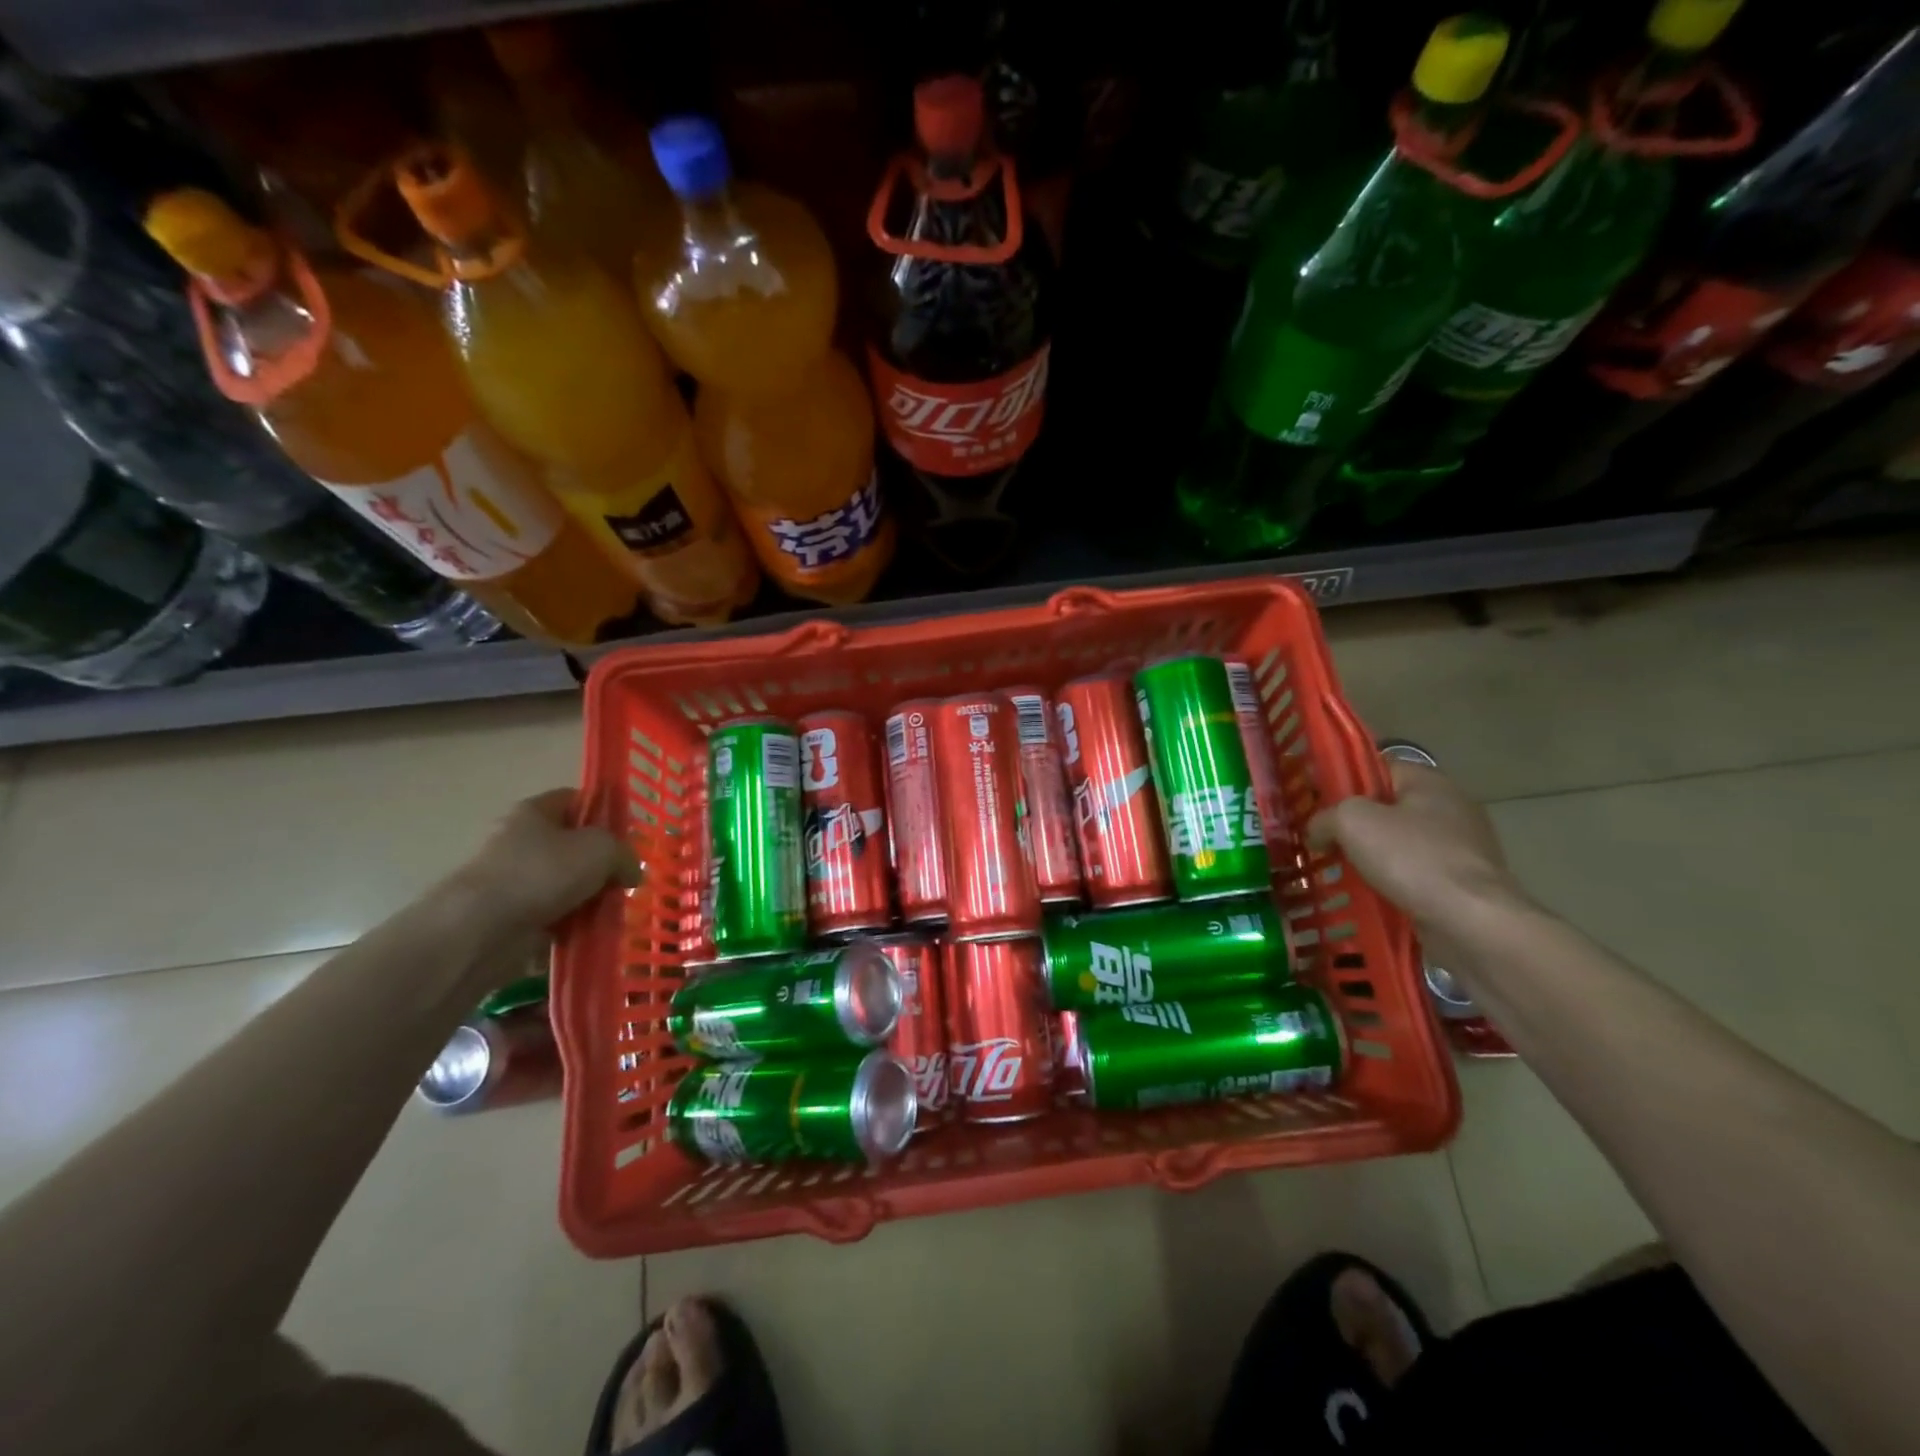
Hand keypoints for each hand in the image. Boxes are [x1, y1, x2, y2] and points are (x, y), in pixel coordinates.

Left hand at [453, 789, 635, 933]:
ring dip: (590, 898)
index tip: (629, 837)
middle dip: (602, 865)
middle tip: (626, 880)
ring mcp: (514, 880)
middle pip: (574, 846)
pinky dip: (572, 925)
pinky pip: (553, 916)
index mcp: (535, 811)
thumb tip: (632, 872)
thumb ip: (625, 854)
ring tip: (614, 911)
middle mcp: (521, 840)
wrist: (479, 931)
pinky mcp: (510, 917)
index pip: (577, 799)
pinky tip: (592, 933)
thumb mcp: (601, 850)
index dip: (605, 813)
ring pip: (566, 884)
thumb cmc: (542, 873)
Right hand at [1308, 762, 1523, 932]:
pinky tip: (1366, 894)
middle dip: (1353, 823)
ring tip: (1336, 870)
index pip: (1378, 767)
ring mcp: (1461, 848)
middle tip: (1319, 837)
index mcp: (1429, 782)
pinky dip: (1390, 882)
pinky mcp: (1463, 883)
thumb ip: (1325, 817)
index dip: (1344, 779)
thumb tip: (1317, 831)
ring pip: (1399, 843)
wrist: (1471, 922)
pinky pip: (1414, 874)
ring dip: (1369, 856)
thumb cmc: (1412, 858)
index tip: (1314, 799)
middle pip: (1387, 806)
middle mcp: (1451, 808)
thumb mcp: (1351, 821)